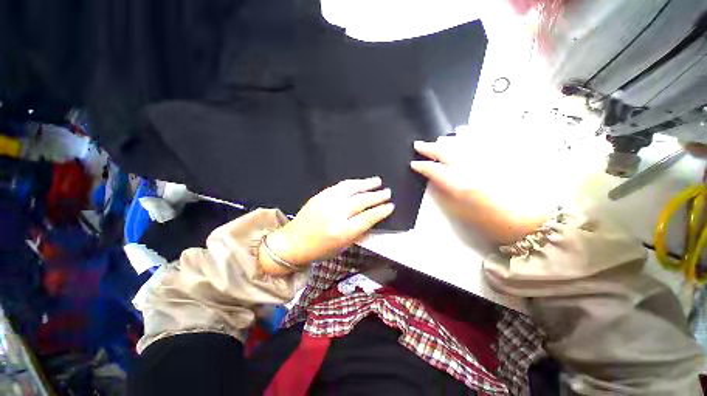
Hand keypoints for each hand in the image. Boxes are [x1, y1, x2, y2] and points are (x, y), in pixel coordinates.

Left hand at [260, 177, 393, 273]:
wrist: (292, 243)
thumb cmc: (319, 250)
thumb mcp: (342, 247)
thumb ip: (358, 233)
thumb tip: (372, 219)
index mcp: (341, 232)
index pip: (367, 218)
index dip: (381, 211)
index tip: (390, 206)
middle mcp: (335, 215)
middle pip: (361, 201)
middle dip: (377, 196)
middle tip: (388, 192)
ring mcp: (326, 202)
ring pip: (351, 189)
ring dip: (366, 184)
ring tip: (378, 181)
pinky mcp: (320, 196)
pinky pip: (339, 186)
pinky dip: (352, 183)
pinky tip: (360, 182)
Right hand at [410, 137, 548, 243]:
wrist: (530, 221)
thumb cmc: (491, 223)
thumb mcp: (461, 213)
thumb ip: (444, 194)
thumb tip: (433, 181)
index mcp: (461, 185)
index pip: (435, 170)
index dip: (422, 166)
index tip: (414, 163)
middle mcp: (473, 168)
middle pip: (446, 152)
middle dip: (430, 148)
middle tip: (418, 144)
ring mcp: (488, 160)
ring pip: (463, 144)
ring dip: (447, 141)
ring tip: (438, 140)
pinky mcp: (502, 157)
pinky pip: (481, 142)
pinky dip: (469, 138)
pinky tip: (464, 136)